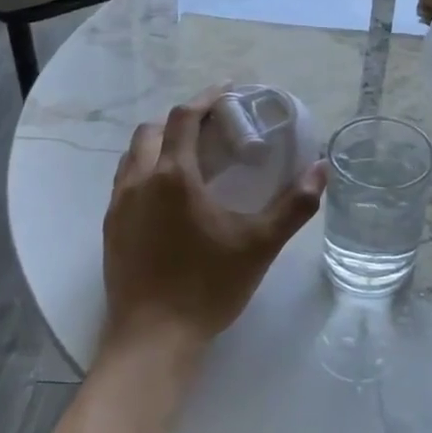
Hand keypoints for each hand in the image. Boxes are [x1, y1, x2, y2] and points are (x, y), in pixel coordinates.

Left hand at [102, 87, 324, 351]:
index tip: (229, 91)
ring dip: (160, 144)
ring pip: (133, 156)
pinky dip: (146, 170)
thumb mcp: (260, 244)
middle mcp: (139, 182)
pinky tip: (169, 196)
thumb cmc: (208, 287)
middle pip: (151, 130)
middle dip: (181, 119)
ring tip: (192, 156)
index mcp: (174, 177)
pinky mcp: (110, 230)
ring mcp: (119, 207)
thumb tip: (321, 169)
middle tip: (213, 127)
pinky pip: (124, 183)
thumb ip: (295, 205)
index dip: (206, 98)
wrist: (153, 341)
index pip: (184, 118)